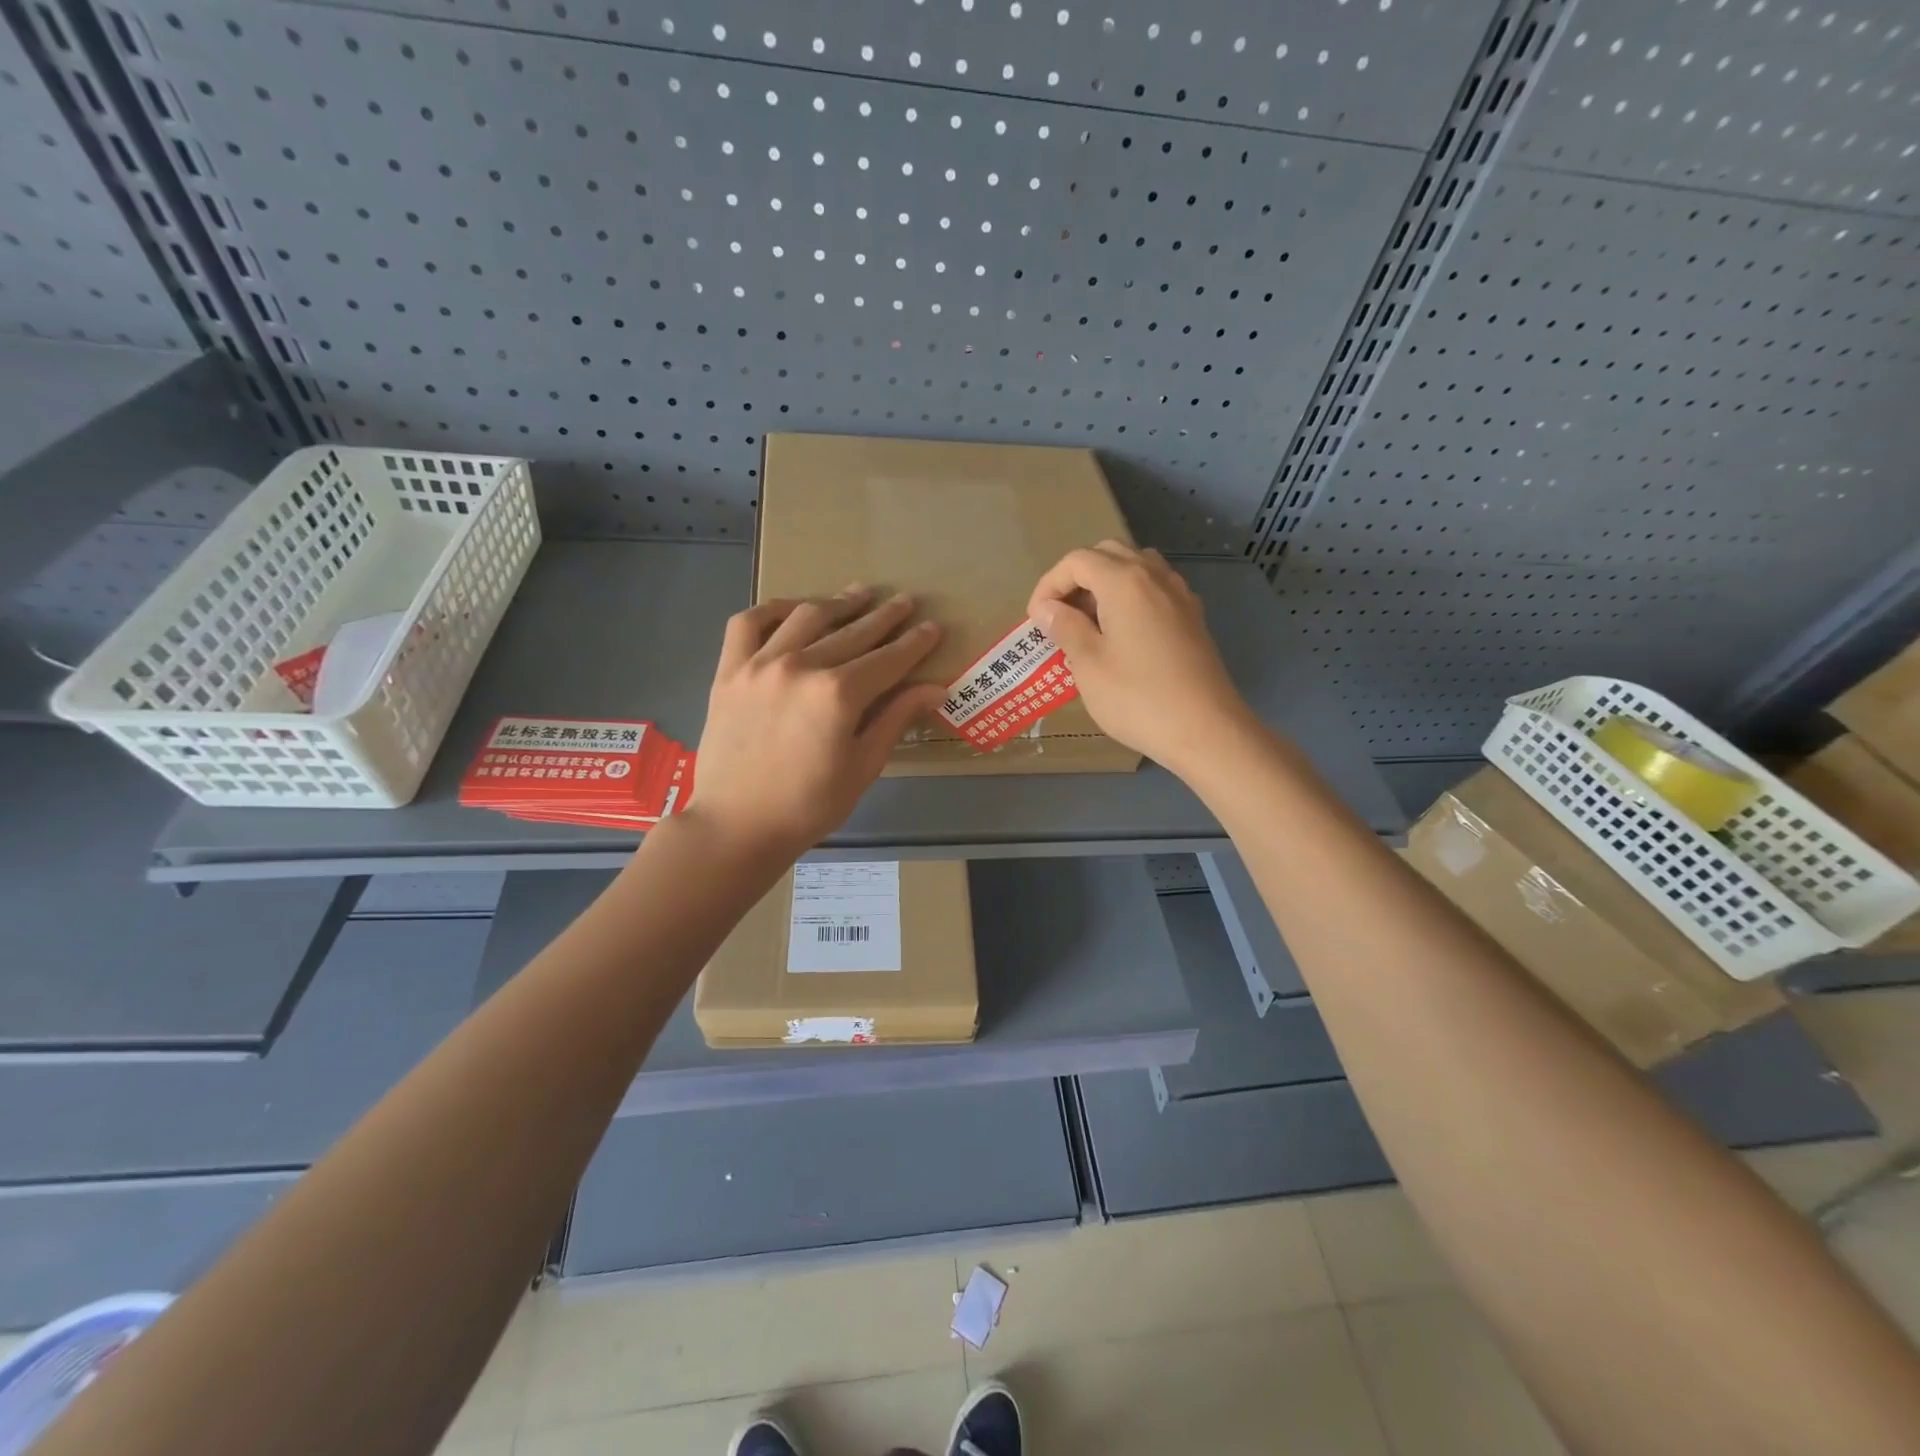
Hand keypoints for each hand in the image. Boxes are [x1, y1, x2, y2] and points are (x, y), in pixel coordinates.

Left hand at [690, 587, 945, 858]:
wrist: (737, 825)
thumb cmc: (809, 806)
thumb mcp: (863, 767)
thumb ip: (896, 719)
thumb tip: (936, 689)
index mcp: (839, 695)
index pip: (889, 659)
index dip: (915, 643)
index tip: (934, 627)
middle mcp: (801, 666)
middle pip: (853, 632)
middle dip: (885, 616)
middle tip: (906, 603)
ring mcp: (760, 664)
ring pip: (806, 616)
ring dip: (838, 603)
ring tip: (860, 594)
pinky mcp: (729, 671)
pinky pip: (749, 623)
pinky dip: (773, 609)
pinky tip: (793, 609)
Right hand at [1027, 542, 1253, 775]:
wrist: (1205, 730)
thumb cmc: (1137, 698)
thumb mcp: (1088, 665)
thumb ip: (1065, 627)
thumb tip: (1046, 608)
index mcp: (1125, 582)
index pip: (1077, 561)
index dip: (1049, 584)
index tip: (1036, 619)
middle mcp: (1155, 577)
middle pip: (1108, 554)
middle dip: (1077, 578)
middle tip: (1061, 616)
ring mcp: (1180, 595)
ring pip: (1136, 567)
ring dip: (1106, 583)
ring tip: (1090, 622)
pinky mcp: (1193, 617)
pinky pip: (1156, 589)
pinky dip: (1132, 598)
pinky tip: (1123, 634)